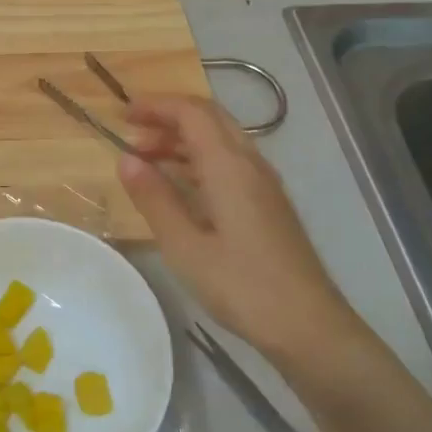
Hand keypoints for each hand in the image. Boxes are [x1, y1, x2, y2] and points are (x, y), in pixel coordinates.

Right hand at [117, 95, 360, 364]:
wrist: (308, 326)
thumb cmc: (241, 286)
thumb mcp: (184, 246)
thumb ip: (155, 198)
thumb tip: (126, 159)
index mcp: (230, 166)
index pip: (192, 113)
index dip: (156, 106)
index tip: (122, 116)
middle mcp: (251, 164)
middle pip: (210, 119)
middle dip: (168, 117)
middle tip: (132, 133)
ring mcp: (264, 184)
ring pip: (221, 140)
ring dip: (182, 139)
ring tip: (146, 159)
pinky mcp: (269, 205)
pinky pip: (230, 162)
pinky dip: (199, 159)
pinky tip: (180, 185)